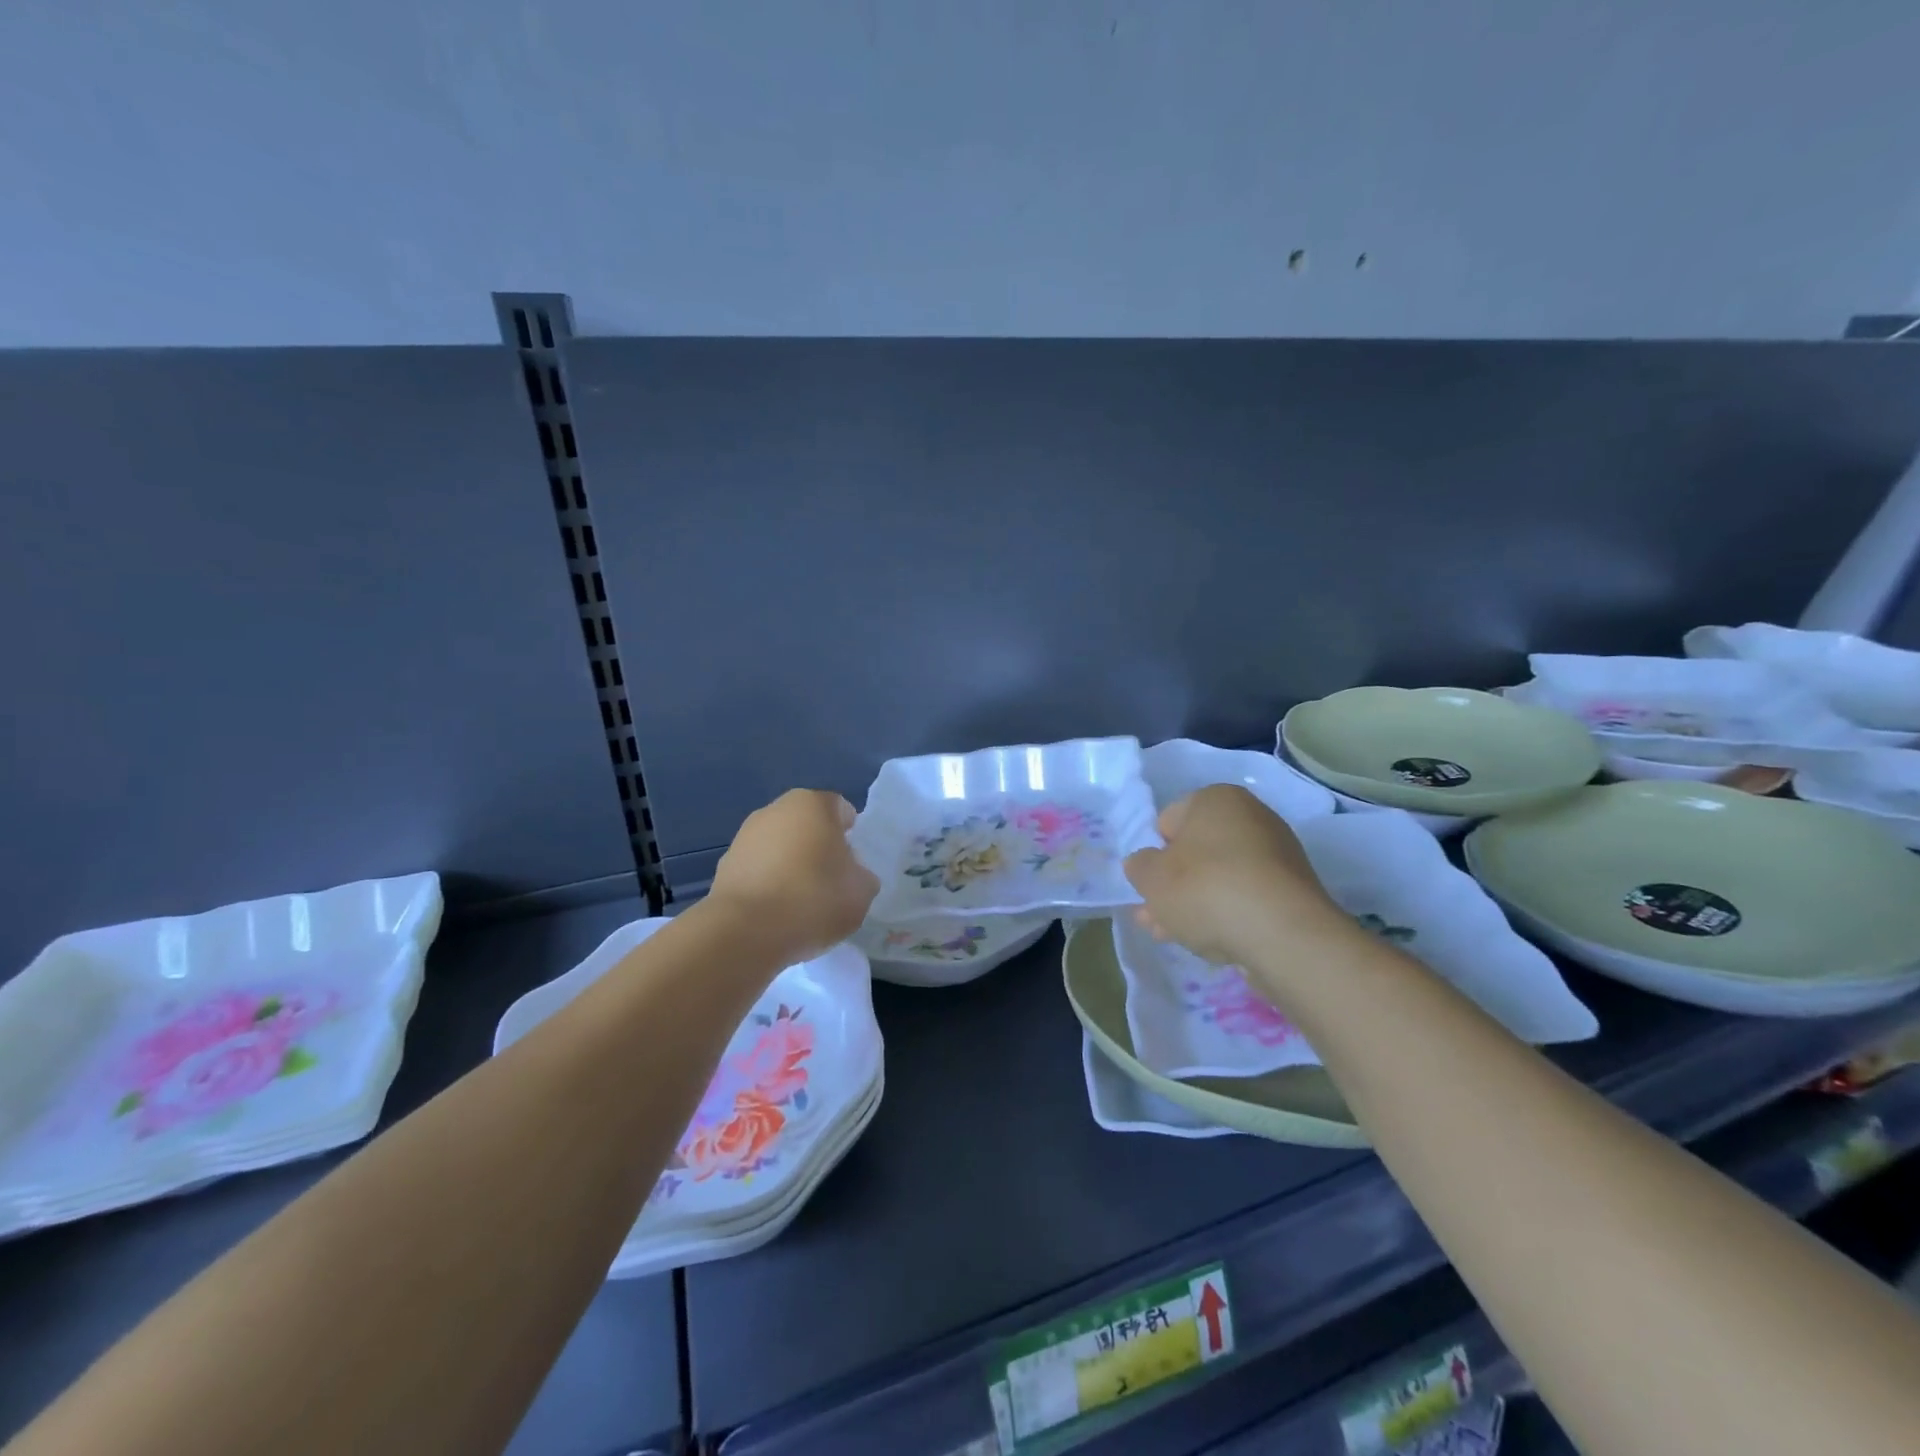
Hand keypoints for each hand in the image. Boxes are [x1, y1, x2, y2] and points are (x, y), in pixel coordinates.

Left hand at [707, 789, 879, 962]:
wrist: (745, 932)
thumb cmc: (814, 899)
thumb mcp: (861, 892)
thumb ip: (862, 876)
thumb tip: (851, 875)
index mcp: (813, 804)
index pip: (841, 810)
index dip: (851, 836)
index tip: (853, 866)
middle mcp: (776, 809)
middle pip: (808, 826)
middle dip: (819, 848)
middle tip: (830, 883)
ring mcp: (745, 836)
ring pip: (780, 847)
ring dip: (790, 866)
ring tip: (800, 904)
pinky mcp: (724, 865)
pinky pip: (758, 870)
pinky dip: (768, 884)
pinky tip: (775, 913)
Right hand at [1123, 785, 1352, 969]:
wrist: (1283, 934)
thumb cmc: (1206, 890)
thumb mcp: (1152, 878)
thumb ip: (1139, 867)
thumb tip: (1143, 864)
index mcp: (1215, 798)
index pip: (1168, 822)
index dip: (1153, 855)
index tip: (1148, 886)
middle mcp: (1250, 816)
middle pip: (1195, 853)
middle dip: (1173, 886)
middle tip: (1155, 918)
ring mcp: (1277, 854)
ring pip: (1219, 878)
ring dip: (1195, 904)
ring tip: (1175, 937)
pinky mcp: (1292, 890)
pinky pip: (1246, 898)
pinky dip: (1227, 914)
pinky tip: (1211, 941)